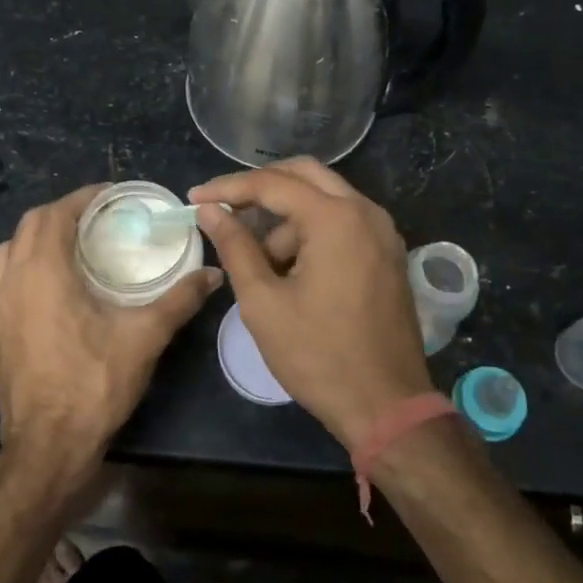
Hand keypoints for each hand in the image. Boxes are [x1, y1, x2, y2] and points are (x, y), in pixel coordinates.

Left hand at [0, 184, 222, 499]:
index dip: (82, 198)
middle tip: (97, 218)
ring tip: (72, 245)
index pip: (55, 214)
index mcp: (43, 272)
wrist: (47, 446)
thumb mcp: (145, 337)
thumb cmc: (93, 383)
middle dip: (62, 213)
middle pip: (29, 225)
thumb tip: (214, 274)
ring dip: (37, 238)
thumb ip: (179, 299)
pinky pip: (1, 281)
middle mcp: (12, 281)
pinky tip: (48, 287)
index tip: (110, 196)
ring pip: (9, 251)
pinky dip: (22, 267)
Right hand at [191, 159, 430, 448]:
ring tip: (259, 263)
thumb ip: (235, 247)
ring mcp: (383, 232)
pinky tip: (289, 266)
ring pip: (325, 198)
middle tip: (225, 210)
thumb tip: (210, 210)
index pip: (272, 183)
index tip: (195, 198)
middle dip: (260, 188)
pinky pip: (343, 221)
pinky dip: (312, 230)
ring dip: (287, 217)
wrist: (387, 407)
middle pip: (304, 174)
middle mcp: (366, 212)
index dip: (228, 187)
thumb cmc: (318, 356)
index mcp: (336, 218)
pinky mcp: (387, 253)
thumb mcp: (264, 302)